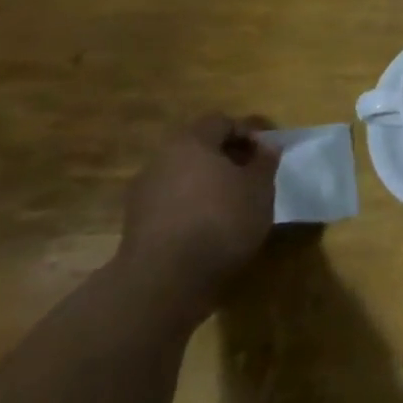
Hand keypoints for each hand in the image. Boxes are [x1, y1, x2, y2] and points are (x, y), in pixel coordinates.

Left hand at [117, 113, 276, 320]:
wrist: (164, 281)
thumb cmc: (221, 221)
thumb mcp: (260, 188)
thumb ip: (265, 161)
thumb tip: (266, 146)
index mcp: (190, 142)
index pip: (221, 122)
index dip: (248, 132)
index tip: (267, 154)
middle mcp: (161, 160)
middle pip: (199, 147)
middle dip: (227, 157)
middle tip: (252, 176)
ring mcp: (143, 193)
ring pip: (184, 175)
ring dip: (209, 183)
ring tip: (234, 203)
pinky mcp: (136, 224)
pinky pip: (172, 202)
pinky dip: (192, 206)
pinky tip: (211, 226)